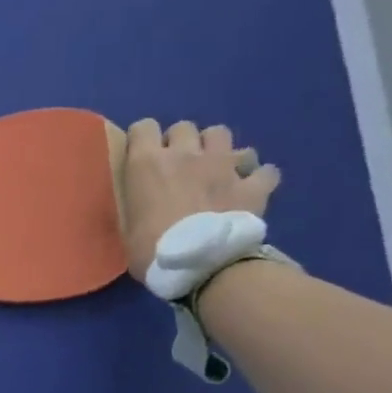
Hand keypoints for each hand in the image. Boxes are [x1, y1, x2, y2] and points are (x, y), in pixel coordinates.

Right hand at [119, 119, 280, 281]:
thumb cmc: (152, 251)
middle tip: (179, 165)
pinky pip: (264, 170)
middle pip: (183, 127)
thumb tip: (140, 209)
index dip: (142, 139)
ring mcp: (223, 166)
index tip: (142, 155)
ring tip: (214, 168)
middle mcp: (185, 154)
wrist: (202, 266)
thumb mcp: (127, 229)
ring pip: (221, 133)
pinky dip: (258, 177)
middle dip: (181, 141)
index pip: (143, 127)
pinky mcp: (253, 185)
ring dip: (216, 148)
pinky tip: (251, 188)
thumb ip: (135, 207)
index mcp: (147, 164)